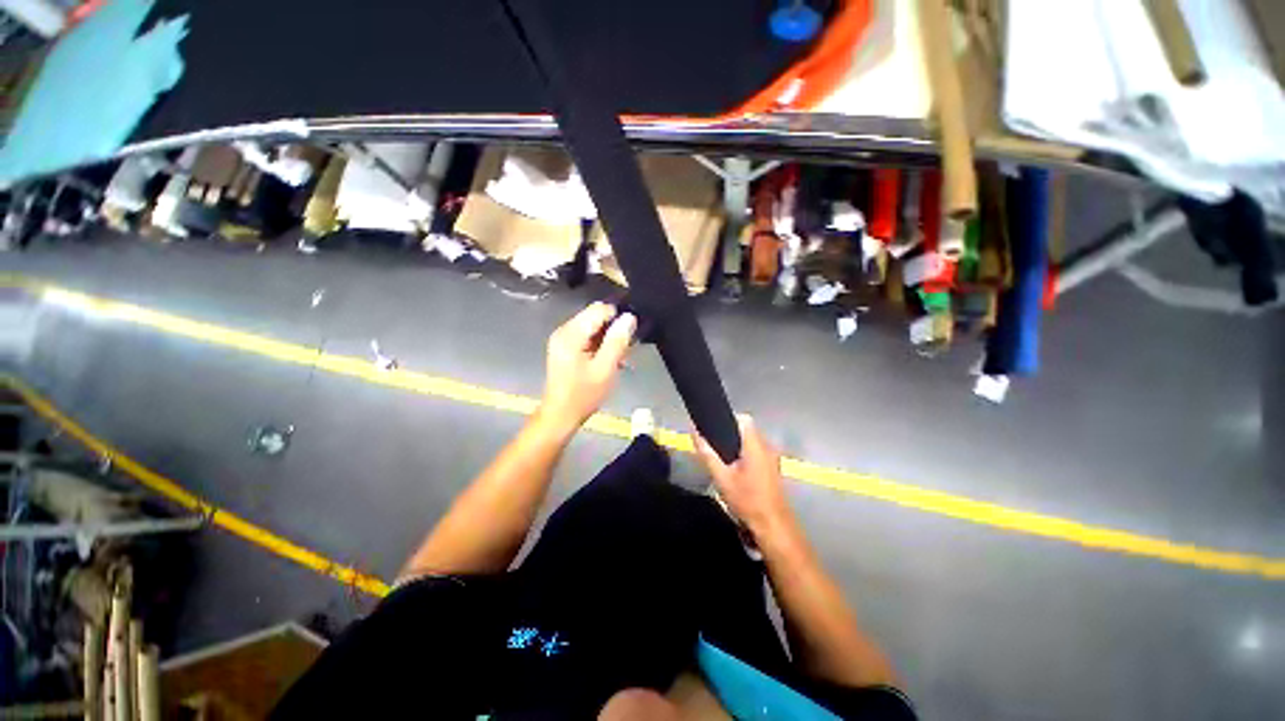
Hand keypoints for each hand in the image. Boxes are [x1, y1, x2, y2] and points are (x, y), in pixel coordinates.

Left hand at [538, 302, 635, 432]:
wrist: (561, 415)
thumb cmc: (584, 395)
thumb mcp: (605, 368)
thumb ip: (617, 341)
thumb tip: (629, 317)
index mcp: (571, 334)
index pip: (599, 309)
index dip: (618, 317)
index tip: (631, 334)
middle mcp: (564, 331)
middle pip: (595, 316)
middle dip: (614, 329)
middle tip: (627, 349)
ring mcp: (562, 339)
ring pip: (592, 326)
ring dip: (608, 338)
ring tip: (620, 357)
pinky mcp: (564, 347)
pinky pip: (586, 336)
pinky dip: (600, 345)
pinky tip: (608, 360)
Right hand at [694, 414, 795, 542]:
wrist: (773, 527)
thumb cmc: (747, 500)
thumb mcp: (722, 478)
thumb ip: (707, 453)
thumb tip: (694, 432)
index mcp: (756, 445)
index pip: (744, 419)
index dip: (727, 419)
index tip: (713, 429)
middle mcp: (767, 447)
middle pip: (747, 430)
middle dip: (729, 434)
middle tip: (713, 446)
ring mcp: (773, 458)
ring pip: (751, 442)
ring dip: (737, 446)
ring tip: (721, 458)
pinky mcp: (774, 468)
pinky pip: (757, 452)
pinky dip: (745, 455)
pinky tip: (735, 470)